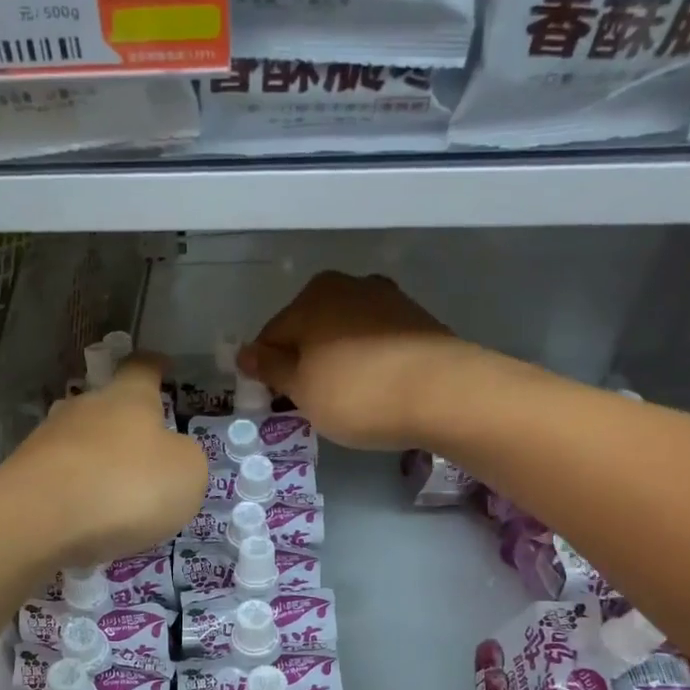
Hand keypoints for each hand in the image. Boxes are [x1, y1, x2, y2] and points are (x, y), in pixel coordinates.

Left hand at [0, 355, 206, 568]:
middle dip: (125, 426)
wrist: (37, 521)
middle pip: (107, 407)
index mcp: (127, 397)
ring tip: (117, 498)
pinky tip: (87, 522)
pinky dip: (76, 495)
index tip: (164, 367)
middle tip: (146, 455)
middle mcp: (83, 408)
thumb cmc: (126, 486)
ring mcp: (46, 440)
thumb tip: (172, 454)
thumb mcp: (186, 473)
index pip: (142, 368)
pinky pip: (60, 480)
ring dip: (99, 464)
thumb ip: (186, 458)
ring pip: (80, 444)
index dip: (156, 366)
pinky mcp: (22, 476)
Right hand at [240, 272, 469, 450]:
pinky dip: (368, 364)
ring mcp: (389, 300)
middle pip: (310, 330)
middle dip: (304, 363)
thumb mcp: (302, 389)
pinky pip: (376, 343)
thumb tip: (245, 353)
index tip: (274, 400)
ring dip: (337, 363)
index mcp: (313, 296)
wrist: (445, 394)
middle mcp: (350, 286)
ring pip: (344, 335)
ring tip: (345, 400)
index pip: (273, 335)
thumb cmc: (357, 392)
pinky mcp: (419, 322)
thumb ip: (270, 368)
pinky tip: (375, 391)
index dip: (268, 371)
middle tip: (309, 403)